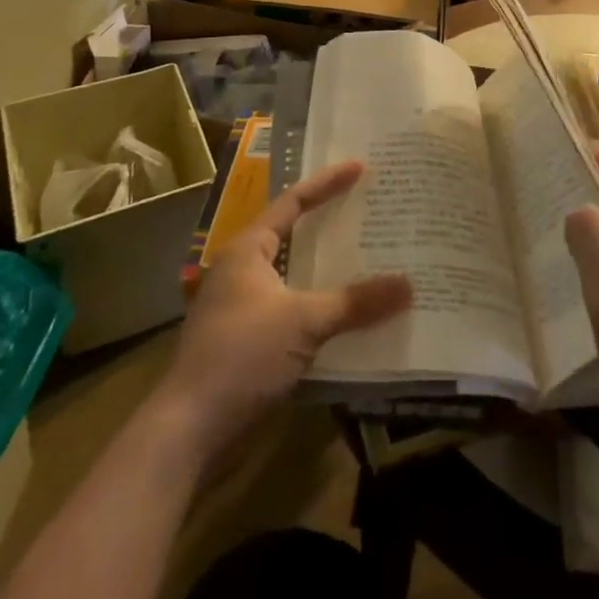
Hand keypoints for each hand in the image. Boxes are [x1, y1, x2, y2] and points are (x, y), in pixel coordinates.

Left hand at [155, 161, 411, 458]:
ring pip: (295, 277)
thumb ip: (355, 302)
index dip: (326, 183)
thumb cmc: (241, 356)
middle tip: (370, 211)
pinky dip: (321, 307)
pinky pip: (294, 310)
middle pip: (294, 236)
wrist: (189, 430)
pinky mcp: (249, 342)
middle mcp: (243, 270)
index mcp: (248, 249)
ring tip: (371, 258)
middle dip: (331, 225)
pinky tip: (351, 315)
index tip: (360, 167)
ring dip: (329, 271)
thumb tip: (409, 285)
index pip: (292, 202)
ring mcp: (243, 308)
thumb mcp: (303, 322)